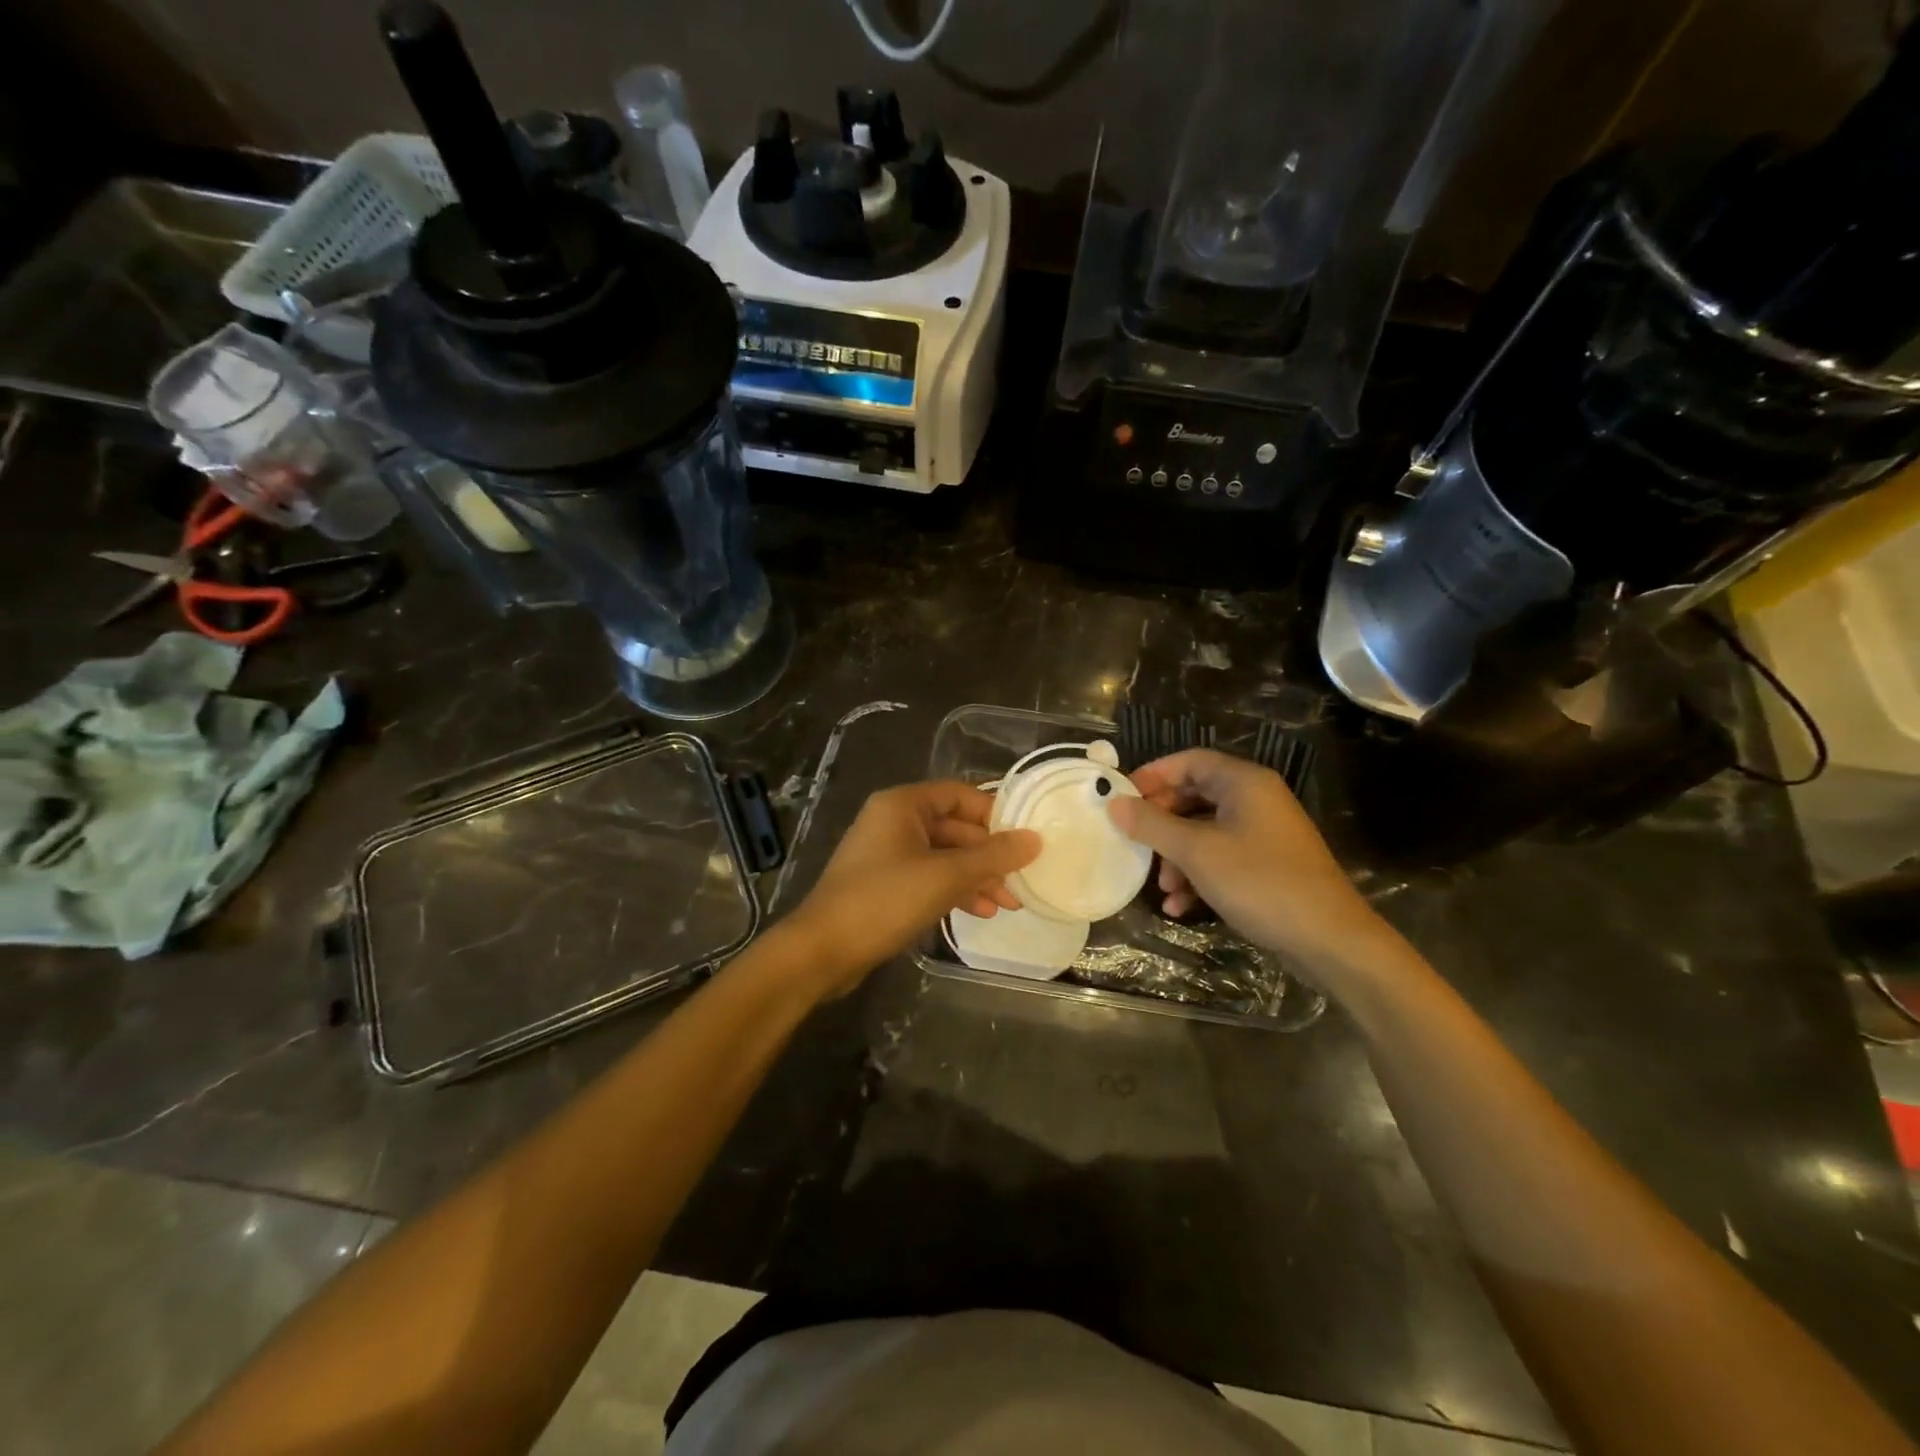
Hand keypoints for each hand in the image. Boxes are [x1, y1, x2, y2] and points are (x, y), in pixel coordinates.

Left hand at [787, 780, 1040, 995]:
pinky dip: (954, 891)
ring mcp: (886, 854)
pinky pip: (928, 877)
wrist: (822, 950)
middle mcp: (893, 821)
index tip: (1025, 840)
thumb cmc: (884, 900)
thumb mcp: (945, 876)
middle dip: (989, 855)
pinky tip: (980, 912)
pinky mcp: (884, 884)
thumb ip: (992, 857)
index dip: (994, 814)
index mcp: (902, 804)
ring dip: (976, 877)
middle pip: (954, 827)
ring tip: (1007, 903)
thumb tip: (1034, 839)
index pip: (960, 795)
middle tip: (1021, 880)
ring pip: (944, 856)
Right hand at [1107, 749, 1388, 977]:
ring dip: (1177, 856)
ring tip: (1161, 886)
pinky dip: (1198, 875)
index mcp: (1244, 782)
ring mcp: (1264, 833)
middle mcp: (1255, 799)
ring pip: (1204, 830)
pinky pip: (1221, 857)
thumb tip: (1114, 804)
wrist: (1329, 939)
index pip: (1189, 760)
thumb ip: (1152, 825)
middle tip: (1135, 841)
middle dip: (1162, 822)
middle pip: (1194, 796)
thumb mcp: (1197, 852)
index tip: (1122, 797)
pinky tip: (1180, 906)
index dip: (1153, 775)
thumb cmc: (1260, 882)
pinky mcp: (1267, 864)